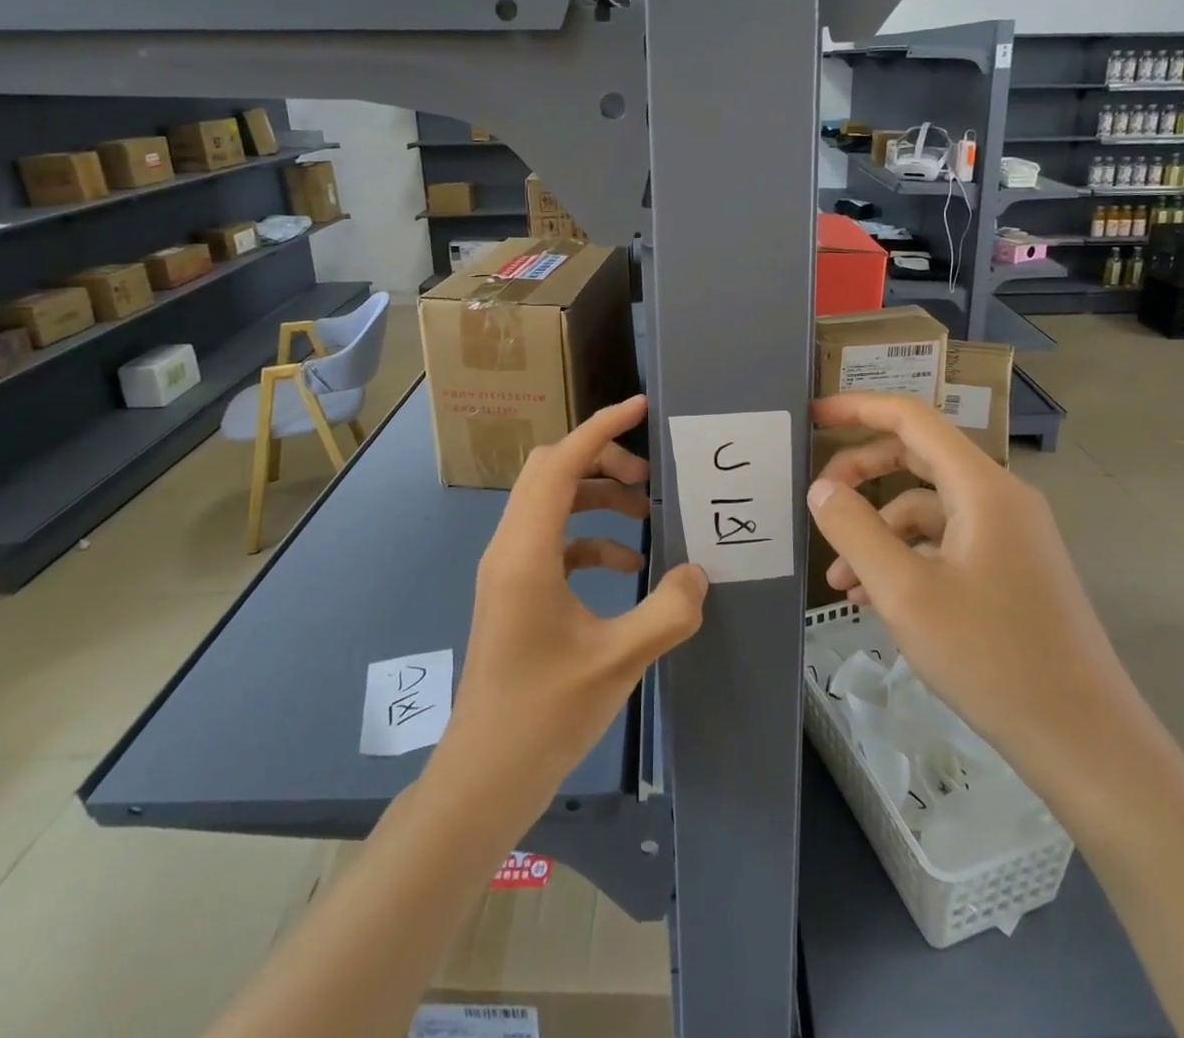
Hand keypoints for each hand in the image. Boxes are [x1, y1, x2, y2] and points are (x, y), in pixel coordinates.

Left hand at [439, 394, 707, 811]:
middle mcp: (510, 547)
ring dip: (598, 497)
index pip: (562, 462)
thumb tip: (699, 573)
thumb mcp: (619, 660)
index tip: (641, 407)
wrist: (484, 777)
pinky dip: (590, 538)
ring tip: (647, 513)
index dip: (601, 427)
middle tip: (650, 476)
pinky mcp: (515, 592)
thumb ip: (668, 610)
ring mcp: (508, 570)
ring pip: (552, 504)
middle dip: (603, 460)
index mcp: (527, 551)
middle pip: (552, 471)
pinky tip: (628, 565)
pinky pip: (554, 541)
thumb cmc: (545, 715)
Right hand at [808, 392, 1148, 804]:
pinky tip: (874, 599)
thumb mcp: (905, 593)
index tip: (813, 416)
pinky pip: (947, 542)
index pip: (912, 419)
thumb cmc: (992, 658)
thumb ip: (855, 530)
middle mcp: (1000, 498)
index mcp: (983, 487)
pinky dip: (906, 557)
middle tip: (818, 500)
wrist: (1084, 741)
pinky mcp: (1010, 569)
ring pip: (928, 508)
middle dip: (862, 475)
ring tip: (840, 581)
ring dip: (878, 531)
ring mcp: (1010, 535)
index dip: (859, 408)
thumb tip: (821, 489)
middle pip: (918, 458)